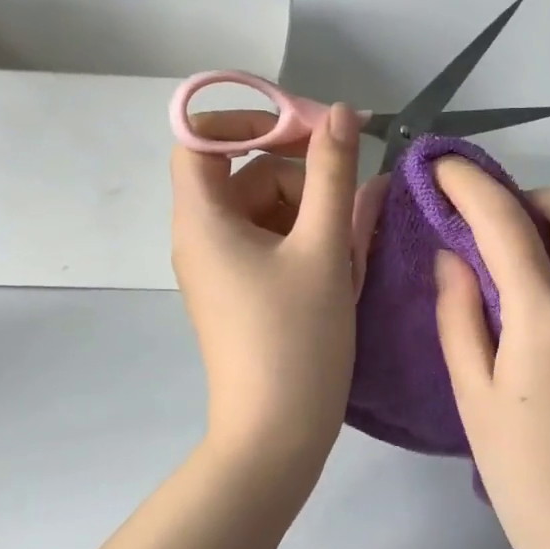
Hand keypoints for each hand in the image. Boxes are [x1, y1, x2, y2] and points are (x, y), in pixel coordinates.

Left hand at [170, 104, 362, 481]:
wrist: (276, 434)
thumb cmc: (296, 338)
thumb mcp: (323, 248)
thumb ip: (333, 173)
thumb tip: (341, 113)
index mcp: (203, 218)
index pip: (199, 139)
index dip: (246, 121)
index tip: (302, 130)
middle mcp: (202, 236)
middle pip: (247, 174)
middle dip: (302, 178)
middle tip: (350, 200)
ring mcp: (222, 265)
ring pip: (268, 210)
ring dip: (314, 214)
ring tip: (349, 251)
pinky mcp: (242, 289)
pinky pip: (273, 243)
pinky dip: (307, 242)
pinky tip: (340, 268)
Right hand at [432, 163, 549, 548]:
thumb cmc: (524, 475)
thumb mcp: (472, 394)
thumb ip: (458, 312)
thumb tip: (452, 254)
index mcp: (547, 317)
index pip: (504, 220)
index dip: (468, 183)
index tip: (442, 167)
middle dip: (530, 200)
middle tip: (496, 236)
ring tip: (527, 270)